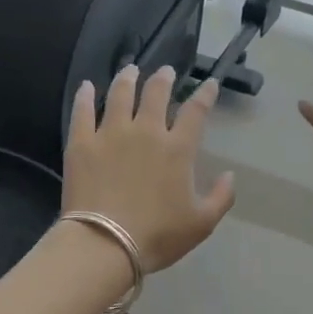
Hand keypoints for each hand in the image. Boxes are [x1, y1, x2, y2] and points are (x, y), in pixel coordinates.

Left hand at [63, 64, 236, 273]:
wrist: (104, 244)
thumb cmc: (157, 235)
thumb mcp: (202, 223)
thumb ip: (221, 197)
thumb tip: (230, 175)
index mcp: (177, 148)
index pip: (195, 111)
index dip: (205, 94)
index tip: (209, 83)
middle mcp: (146, 131)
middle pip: (155, 93)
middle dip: (163, 78)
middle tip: (165, 71)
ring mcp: (111, 133)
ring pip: (120, 94)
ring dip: (127, 78)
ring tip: (130, 69)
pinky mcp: (82, 142)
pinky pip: (83, 111)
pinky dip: (84, 96)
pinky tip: (85, 86)